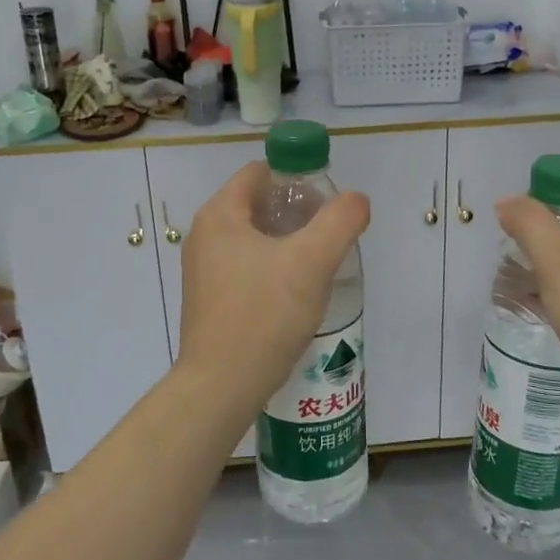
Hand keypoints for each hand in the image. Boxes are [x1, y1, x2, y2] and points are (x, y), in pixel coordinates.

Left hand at [178, 163, 370, 403]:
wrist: (222, 386)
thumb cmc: (264, 314)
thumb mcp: (312, 261)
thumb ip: (340, 221)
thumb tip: (356, 200)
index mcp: (220, 214)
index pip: (260, 173)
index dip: (297, 179)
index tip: (326, 206)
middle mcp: (204, 235)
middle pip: (257, 204)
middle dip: (296, 213)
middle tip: (329, 235)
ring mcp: (203, 269)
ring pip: (254, 238)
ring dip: (287, 243)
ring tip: (319, 265)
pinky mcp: (210, 299)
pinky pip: (246, 267)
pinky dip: (272, 268)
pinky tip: (296, 293)